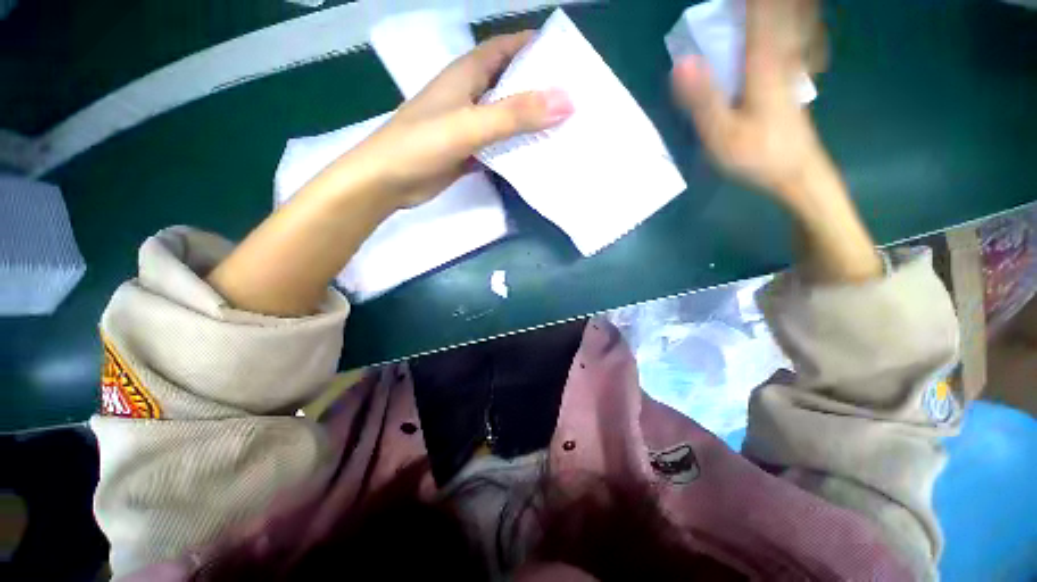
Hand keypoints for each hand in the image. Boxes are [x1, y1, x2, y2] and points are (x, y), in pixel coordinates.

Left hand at [350, 31, 573, 207]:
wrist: (387, 182)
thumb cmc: (421, 145)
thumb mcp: (470, 125)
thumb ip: (515, 115)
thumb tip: (566, 101)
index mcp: (466, 75)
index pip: (506, 48)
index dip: (534, 47)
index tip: (567, 58)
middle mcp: (469, 96)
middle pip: (510, 84)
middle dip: (539, 88)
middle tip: (573, 99)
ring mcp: (468, 126)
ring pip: (506, 118)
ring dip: (530, 122)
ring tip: (563, 129)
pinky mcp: (468, 152)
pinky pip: (498, 145)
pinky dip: (515, 148)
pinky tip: (535, 156)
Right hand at [672, 0, 828, 210]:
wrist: (797, 173)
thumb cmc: (757, 156)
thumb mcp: (721, 135)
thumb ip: (703, 99)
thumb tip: (681, 62)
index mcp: (762, 61)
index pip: (757, 10)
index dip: (741, 1)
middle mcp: (782, 52)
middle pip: (780, 8)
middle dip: (760, 4)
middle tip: (729, 4)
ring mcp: (793, 62)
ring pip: (795, 15)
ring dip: (781, 9)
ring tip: (757, 11)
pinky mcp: (794, 73)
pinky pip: (802, 31)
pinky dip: (798, 17)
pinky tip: (795, 18)